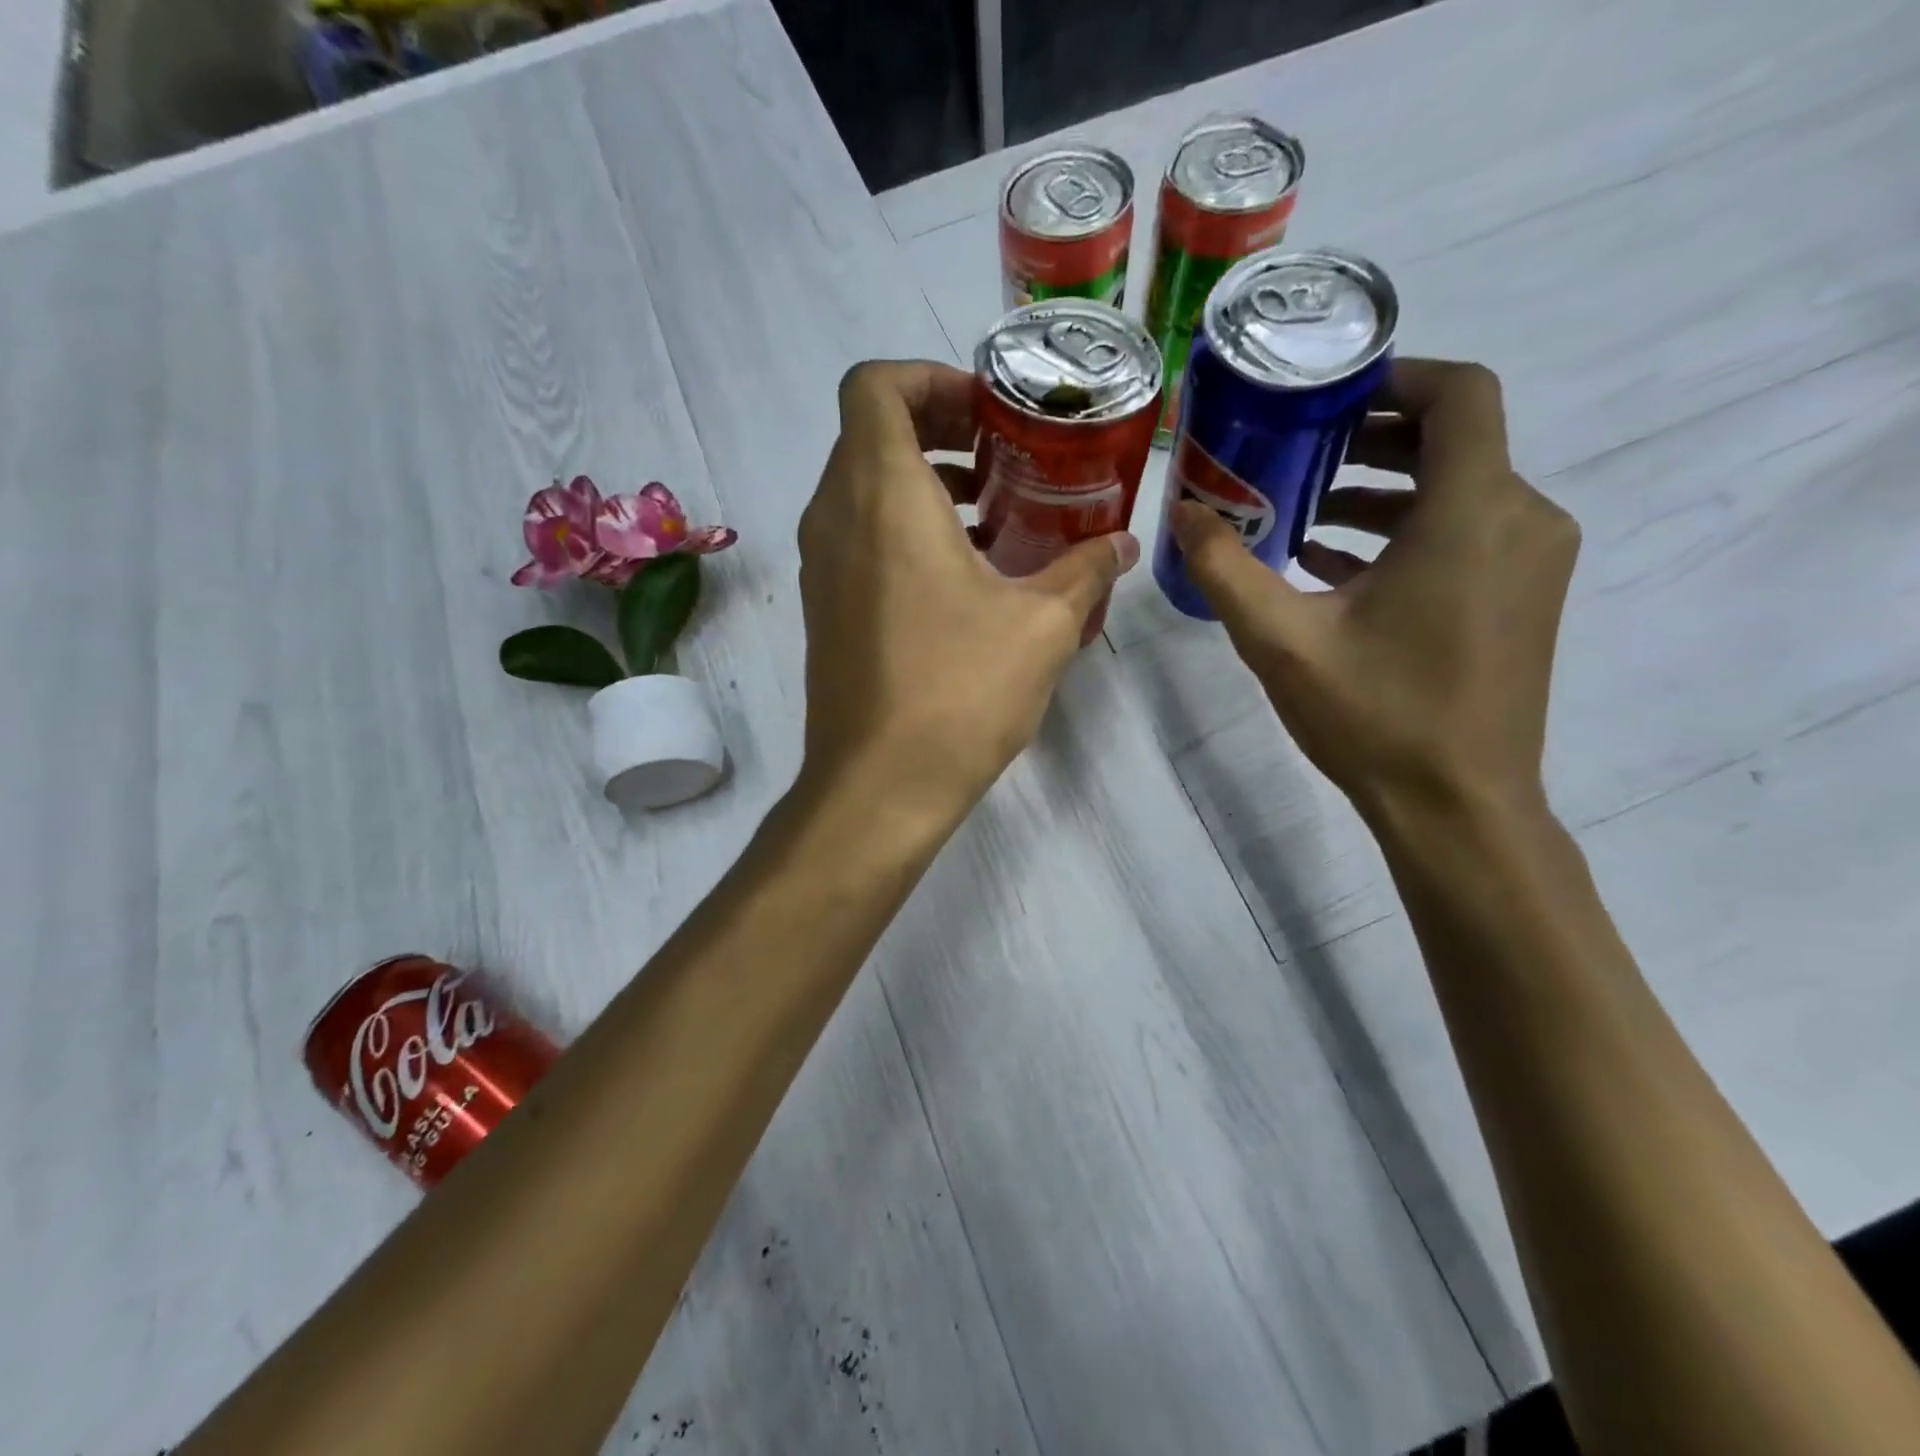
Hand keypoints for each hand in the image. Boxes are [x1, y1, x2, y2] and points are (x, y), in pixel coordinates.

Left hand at [795, 360, 1138, 820]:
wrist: (879, 785)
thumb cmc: (959, 692)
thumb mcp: (1043, 625)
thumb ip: (1087, 569)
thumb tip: (1122, 543)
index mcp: (882, 496)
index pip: (875, 385)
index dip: (930, 378)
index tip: (989, 412)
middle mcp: (835, 517)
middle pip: (870, 432)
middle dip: (938, 427)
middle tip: (1004, 455)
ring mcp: (821, 566)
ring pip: (862, 487)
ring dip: (923, 482)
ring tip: (993, 513)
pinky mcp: (825, 607)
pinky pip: (857, 537)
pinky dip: (903, 528)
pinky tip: (963, 573)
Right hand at [1169, 358, 1578, 819]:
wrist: (1457, 805)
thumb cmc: (1374, 715)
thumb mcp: (1280, 640)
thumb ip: (1224, 567)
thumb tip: (1181, 511)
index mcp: (1472, 512)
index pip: (1461, 393)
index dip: (1397, 377)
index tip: (1328, 396)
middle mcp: (1521, 519)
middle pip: (1454, 440)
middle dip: (1372, 438)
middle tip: (1296, 454)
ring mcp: (1531, 561)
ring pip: (1458, 490)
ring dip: (1383, 490)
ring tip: (1303, 515)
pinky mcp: (1523, 597)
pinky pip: (1466, 535)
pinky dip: (1406, 532)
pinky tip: (1335, 566)